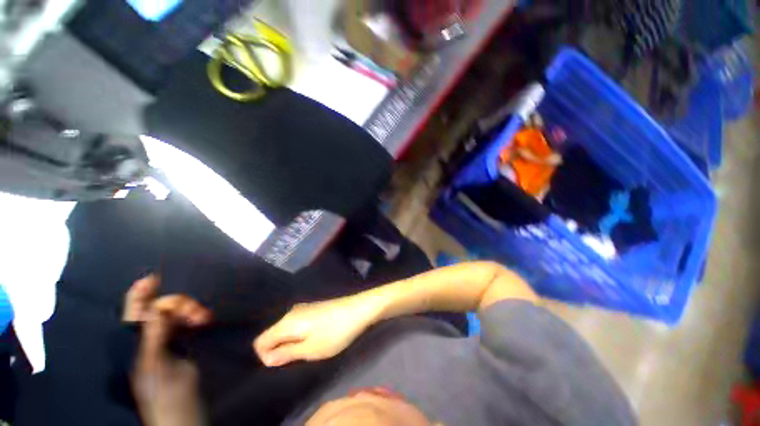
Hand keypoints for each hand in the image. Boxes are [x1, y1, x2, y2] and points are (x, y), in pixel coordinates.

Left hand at [124, 275, 211, 425]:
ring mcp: (164, 343)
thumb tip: (156, 309)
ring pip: (173, 315)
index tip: (154, 278)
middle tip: (198, 313)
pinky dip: (193, 317)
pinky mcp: (181, 345)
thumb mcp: (155, 368)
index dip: (140, 295)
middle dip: (177, 305)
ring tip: (204, 317)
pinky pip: (184, 323)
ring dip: (189, 310)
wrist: (183, 415)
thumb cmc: (165, 396)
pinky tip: (203, 319)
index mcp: (135, 345)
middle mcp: (147, 339)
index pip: (133, 314)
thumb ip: (153, 338)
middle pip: (157, 310)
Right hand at [254, 295, 379, 367]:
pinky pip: (298, 324)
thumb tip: (268, 358)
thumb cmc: (335, 332)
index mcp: (286, 322)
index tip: (284, 364)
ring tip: (309, 350)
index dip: (266, 357)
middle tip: (298, 358)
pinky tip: (315, 338)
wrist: (359, 309)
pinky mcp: (314, 308)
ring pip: (286, 329)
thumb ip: (286, 354)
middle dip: (280, 350)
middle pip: (273, 334)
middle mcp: (291, 312)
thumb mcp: (310, 349)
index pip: (260, 341)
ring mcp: (304, 308)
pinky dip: (300, 334)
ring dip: (291, 343)